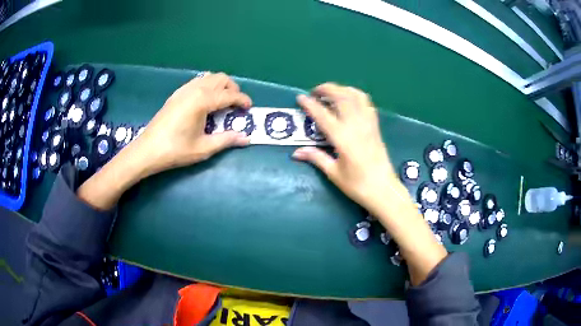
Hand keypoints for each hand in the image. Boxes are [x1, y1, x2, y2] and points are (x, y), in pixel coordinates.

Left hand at [133, 72, 251, 175]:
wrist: (147, 150)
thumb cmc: (175, 150)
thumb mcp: (204, 148)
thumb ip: (227, 140)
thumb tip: (246, 138)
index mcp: (202, 100)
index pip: (229, 95)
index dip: (243, 100)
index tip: (250, 109)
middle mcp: (194, 89)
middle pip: (221, 79)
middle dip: (233, 89)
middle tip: (236, 105)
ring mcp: (183, 90)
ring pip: (209, 77)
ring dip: (220, 86)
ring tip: (223, 102)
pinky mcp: (176, 94)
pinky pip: (197, 82)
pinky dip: (208, 86)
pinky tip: (205, 102)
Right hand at [292, 83, 403, 215]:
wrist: (384, 189)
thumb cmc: (357, 185)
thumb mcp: (334, 173)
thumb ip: (316, 157)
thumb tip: (296, 153)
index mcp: (342, 138)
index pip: (322, 114)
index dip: (309, 104)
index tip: (300, 97)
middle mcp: (355, 125)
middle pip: (340, 96)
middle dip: (326, 89)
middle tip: (315, 92)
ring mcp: (367, 123)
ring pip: (355, 95)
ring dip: (341, 89)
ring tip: (331, 93)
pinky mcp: (375, 125)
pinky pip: (366, 102)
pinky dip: (355, 95)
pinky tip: (349, 99)